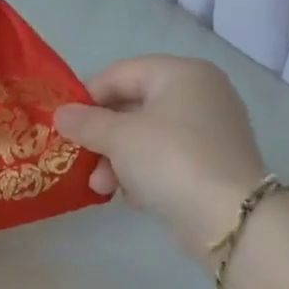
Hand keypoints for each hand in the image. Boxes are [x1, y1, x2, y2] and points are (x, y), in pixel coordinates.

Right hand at [53, 56, 265, 261]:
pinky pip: (164, 158)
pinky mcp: (211, 162)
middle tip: (79, 160)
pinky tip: (132, 196)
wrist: (227, 215)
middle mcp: (200, 93)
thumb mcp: (118, 137)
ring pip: (146, 136)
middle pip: (132, 106)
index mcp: (181, 73)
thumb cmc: (169, 160)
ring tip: (102, 188)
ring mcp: (209, 129)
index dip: (87, 97)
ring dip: (116, 161)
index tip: (64, 125)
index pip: (120, 73)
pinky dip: (142, 172)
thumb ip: (85, 122)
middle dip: (101, 137)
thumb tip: (60, 114)